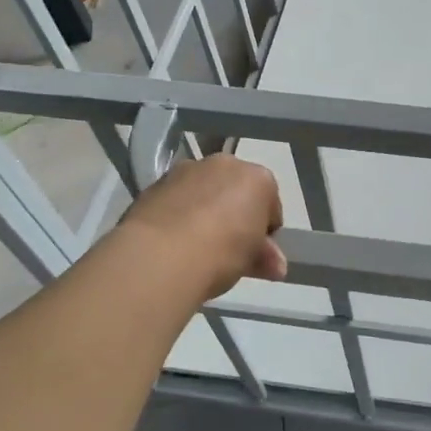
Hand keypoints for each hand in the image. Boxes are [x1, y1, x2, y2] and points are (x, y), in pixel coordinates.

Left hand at [114, 154, 286, 302]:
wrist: (160, 255)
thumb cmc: (222, 252)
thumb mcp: (252, 260)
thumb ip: (265, 256)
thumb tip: (275, 266)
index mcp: (258, 178)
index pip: (270, 204)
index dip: (265, 230)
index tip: (256, 252)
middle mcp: (224, 164)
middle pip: (236, 190)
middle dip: (234, 214)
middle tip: (228, 249)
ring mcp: (186, 170)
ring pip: (204, 191)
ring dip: (204, 211)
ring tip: (196, 246)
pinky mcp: (155, 183)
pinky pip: (177, 198)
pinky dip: (178, 213)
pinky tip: (173, 241)